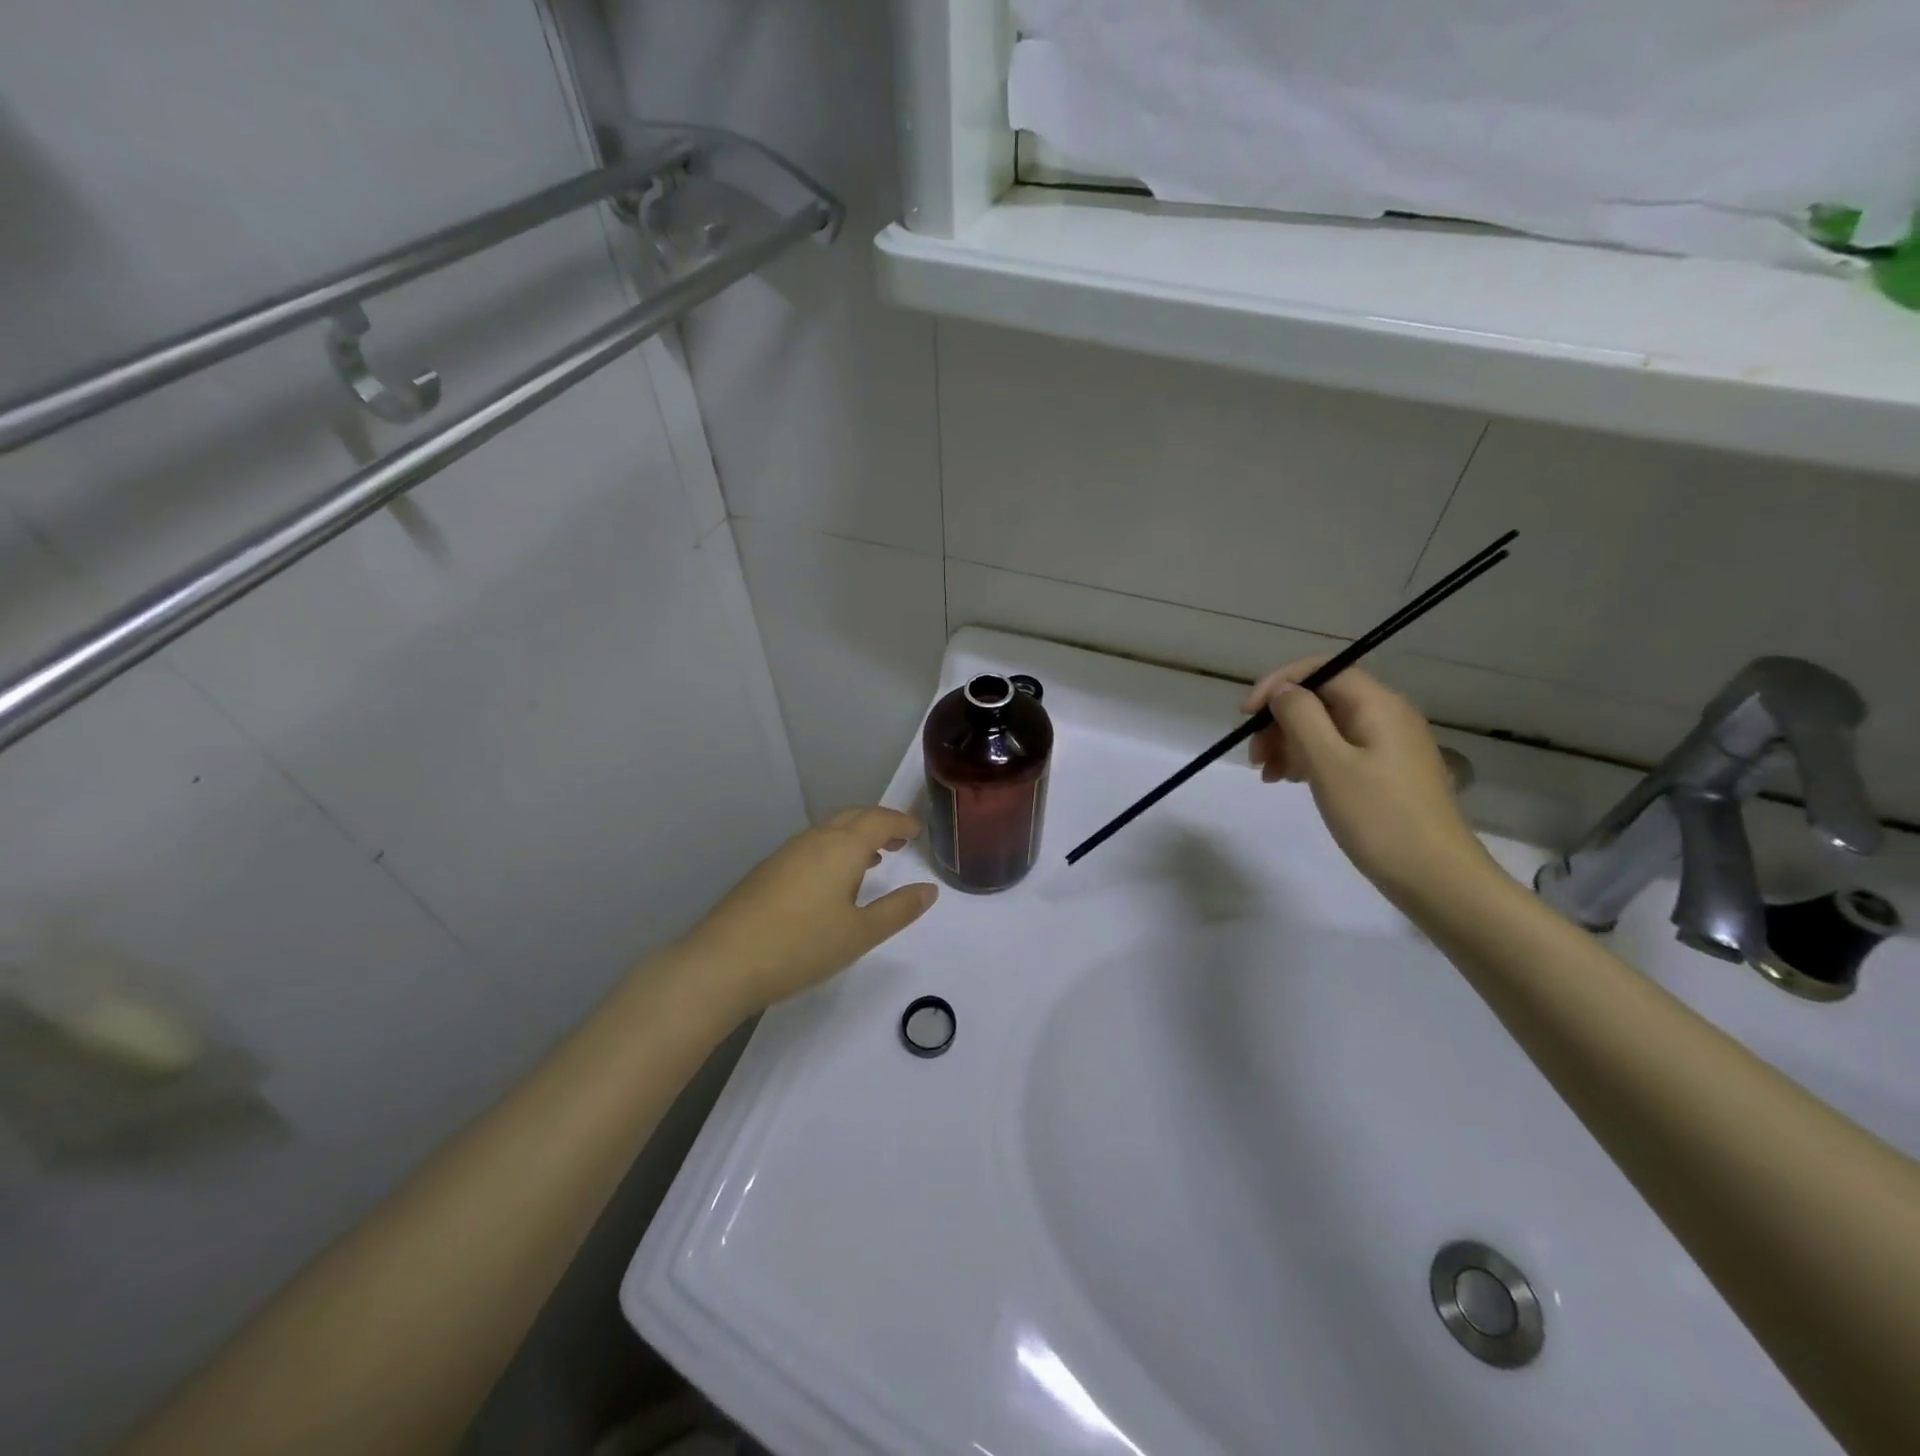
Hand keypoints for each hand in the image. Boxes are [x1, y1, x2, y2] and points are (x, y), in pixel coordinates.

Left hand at [678, 807, 937, 1013]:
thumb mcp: (861, 934)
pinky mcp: (767, 871)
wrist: (723, 962)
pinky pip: (810, 846)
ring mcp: (786, 853)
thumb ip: (898, 909)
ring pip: (828, 830)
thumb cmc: (801, 946)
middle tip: (899, 840)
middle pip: (853, 817)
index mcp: (842, 847)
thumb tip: (930, 889)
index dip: (901, 822)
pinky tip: (831, 881)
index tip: (917, 831)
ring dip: (854, 836)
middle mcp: (814, 840)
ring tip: (872, 859)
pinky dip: (832, 850)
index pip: (879, 820)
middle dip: (879, 823)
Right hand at [1245, 659, 1494, 902]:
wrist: (1436, 878)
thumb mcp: (1329, 763)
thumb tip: (1283, 691)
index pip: (1319, 670)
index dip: (1277, 684)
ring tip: (1268, 776)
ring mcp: (1388, 744)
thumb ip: (1301, 717)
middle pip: (1320, 697)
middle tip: (1254, 757)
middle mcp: (1386, 714)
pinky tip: (1292, 781)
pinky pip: (1338, 749)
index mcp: (1377, 704)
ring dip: (1289, 742)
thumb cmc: (1379, 818)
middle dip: (1280, 719)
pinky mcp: (1386, 771)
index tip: (1245, 716)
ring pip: (1326, 725)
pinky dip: (1309, 759)